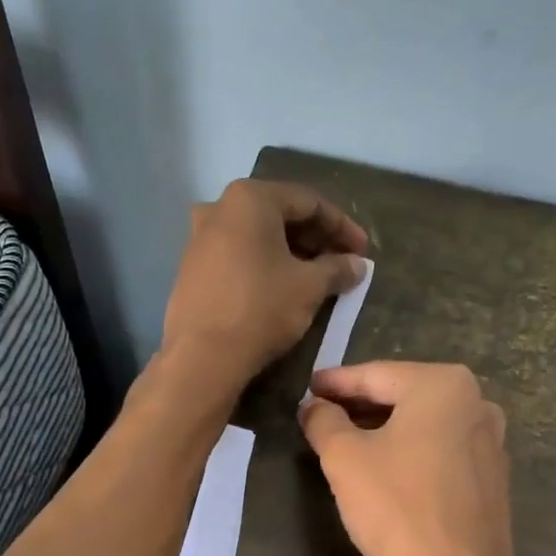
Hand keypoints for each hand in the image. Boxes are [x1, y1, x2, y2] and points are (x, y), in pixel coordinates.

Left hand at [161, 179, 369, 392]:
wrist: (202, 356)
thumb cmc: (261, 309)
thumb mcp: (309, 287)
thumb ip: (337, 269)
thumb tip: (357, 265)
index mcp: (251, 198)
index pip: (309, 202)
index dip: (342, 226)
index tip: (363, 251)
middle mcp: (219, 208)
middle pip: (280, 215)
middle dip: (315, 238)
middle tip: (342, 263)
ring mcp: (199, 238)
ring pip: (257, 236)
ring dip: (290, 253)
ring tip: (316, 277)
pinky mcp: (191, 268)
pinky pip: (238, 256)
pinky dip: (264, 265)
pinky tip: (282, 288)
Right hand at [299, 362, 529, 555]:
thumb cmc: (397, 507)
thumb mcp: (345, 459)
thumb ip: (324, 421)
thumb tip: (313, 406)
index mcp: (443, 385)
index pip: (375, 375)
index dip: (335, 383)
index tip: (308, 388)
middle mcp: (477, 403)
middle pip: (404, 396)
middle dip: (361, 405)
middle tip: (323, 413)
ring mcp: (491, 441)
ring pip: (425, 424)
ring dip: (386, 429)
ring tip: (349, 440)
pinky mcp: (493, 477)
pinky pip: (443, 450)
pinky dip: (412, 451)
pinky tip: (389, 469)